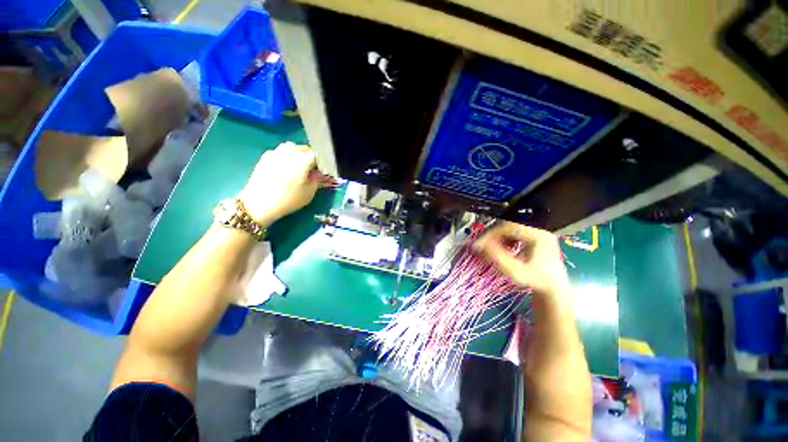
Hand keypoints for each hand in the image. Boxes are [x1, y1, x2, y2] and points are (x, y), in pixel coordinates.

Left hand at [238, 142, 320, 224]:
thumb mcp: (310, 192)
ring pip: (290, 148)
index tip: (319, 174)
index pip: (317, 156)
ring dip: (296, 155)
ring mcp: (276, 152)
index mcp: (303, 159)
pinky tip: (282, 170)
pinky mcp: (265, 157)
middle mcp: (290, 152)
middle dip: (308, 158)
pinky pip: (279, 153)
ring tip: (295, 168)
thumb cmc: (289, 199)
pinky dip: (284, 158)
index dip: (319, 165)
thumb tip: (317, 173)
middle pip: (304, 149)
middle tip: (309, 171)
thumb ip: (317, 180)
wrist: (259, 203)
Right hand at [474, 221, 569, 298]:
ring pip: (509, 226)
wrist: (554, 287)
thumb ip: (497, 257)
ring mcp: (537, 230)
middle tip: (482, 246)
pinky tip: (503, 248)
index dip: (490, 234)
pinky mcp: (534, 234)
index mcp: (538, 235)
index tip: (479, 245)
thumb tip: (479, 245)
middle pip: (508, 224)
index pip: (508, 227)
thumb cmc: (537, 281)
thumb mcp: (516, 272)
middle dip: (493, 235)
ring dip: (497, 236)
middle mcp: (539, 229)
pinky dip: (504, 237)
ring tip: (492, 248)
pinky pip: (513, 230)